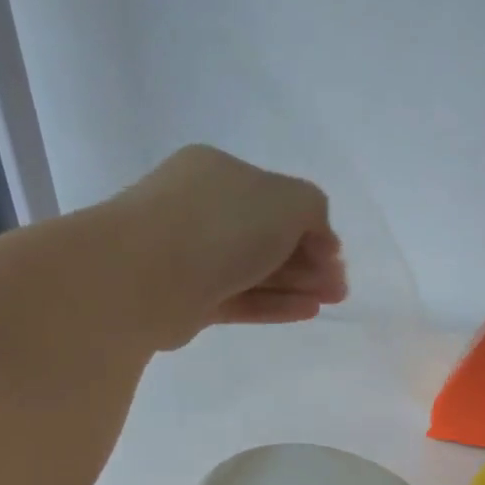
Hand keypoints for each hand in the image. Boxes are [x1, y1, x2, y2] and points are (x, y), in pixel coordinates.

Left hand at [117, 145, 346, 348]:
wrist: (146, 275)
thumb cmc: (220, 226)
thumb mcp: (286, 200)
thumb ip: (313, 208)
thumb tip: (318, 236)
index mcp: (219, 172)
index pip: (276, 198)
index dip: (312, 227)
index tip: (337, 257)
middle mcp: (202, 208)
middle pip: (267, 236)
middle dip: (309, 260)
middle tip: (338, 287)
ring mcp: (192, 255)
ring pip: (255, 269)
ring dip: (297, 284)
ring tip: (328, 302)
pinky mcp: (189, 298)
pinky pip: (241, 298)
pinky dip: (275, 304)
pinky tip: (306, 312)